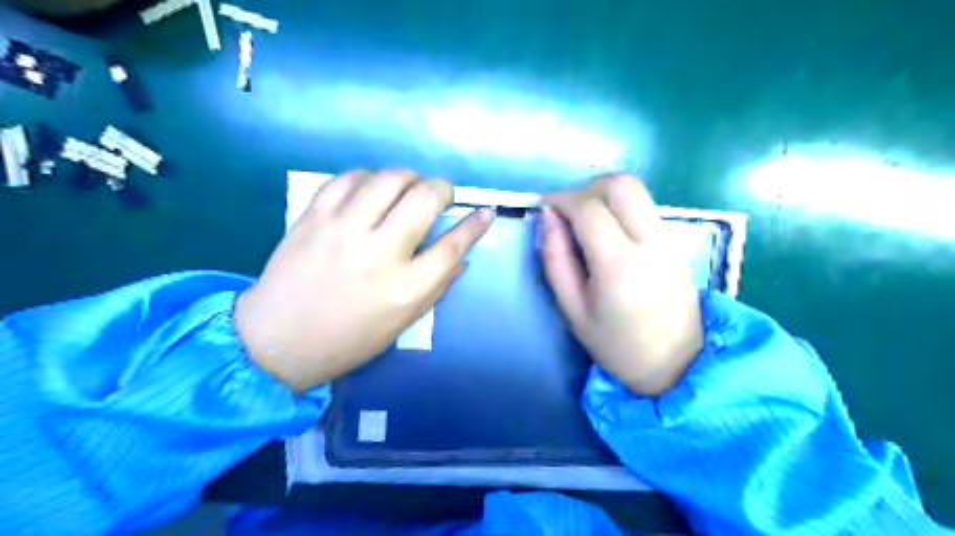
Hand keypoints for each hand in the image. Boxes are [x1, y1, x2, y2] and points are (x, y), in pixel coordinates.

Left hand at [235, 169, 496, 390]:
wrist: (277, 340)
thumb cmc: (347, 340)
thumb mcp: (401, 323)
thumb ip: (435, 287)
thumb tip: (461, 256)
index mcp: (405, 287)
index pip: (453, 245)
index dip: (475, 224)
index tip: (485, 211)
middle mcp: (379, 252)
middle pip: (424, 199)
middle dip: (442, 188)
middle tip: (439, 195)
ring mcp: (343, 230)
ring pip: (388, 179)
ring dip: (408, 177)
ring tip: (407, 187)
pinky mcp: (313, 217)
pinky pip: (347, 178)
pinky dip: (367, 177)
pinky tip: (370, 189)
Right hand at [545, 176, 699, 396]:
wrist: (676, 364)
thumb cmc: (616, 344)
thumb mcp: (572, 308)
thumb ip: (555, 258)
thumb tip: (547, 216)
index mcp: (619, 264)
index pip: (589, 208)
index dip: (561, 199)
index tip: (544, 207)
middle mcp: (651, 242)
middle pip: (620, 184)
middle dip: (586, 188)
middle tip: (568, 212)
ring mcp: (669, 239)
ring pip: (636, 191)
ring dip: (604, 195)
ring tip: (585, 223)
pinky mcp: (676, 241)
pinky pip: (645, 207)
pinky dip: (621, 207)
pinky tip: (609, 234)